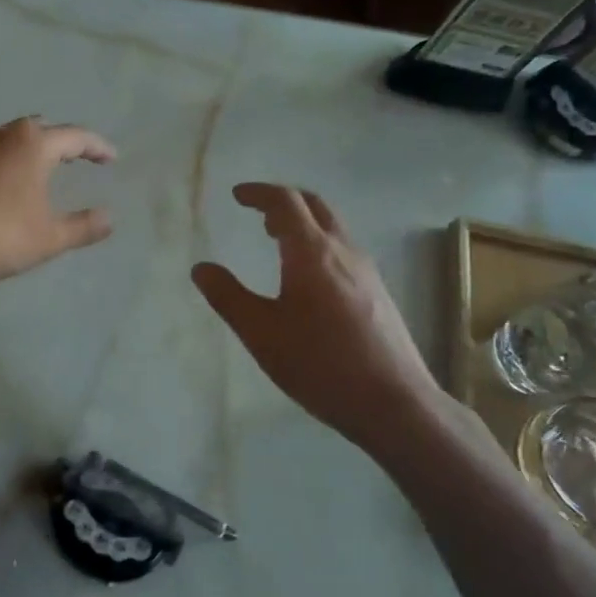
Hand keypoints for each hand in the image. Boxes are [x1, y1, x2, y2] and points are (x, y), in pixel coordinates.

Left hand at [0, 118, 116, 290]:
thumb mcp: (47, 239)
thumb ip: (82, 226)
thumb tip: (109, 217)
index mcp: (31, 144)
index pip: (75, 137)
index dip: (98, 148)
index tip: (112, 158)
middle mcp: (1, 136)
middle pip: (40, 130)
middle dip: (62, 143)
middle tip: (79, 160)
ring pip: (10, 141)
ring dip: (30, 153)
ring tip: (43, 173)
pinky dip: (5, 166)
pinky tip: (3, 190)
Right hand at [192, 184, 443, 455]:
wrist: (394, 403)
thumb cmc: (320, 364)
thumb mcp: (261, 333)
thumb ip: (228, 296)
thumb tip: (201, 268)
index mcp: (312, 253)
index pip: (286, 202)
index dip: (259, 193)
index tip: (237, 195)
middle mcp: (344, 252)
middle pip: (315, 206)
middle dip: (284, 200)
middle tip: (258, 211)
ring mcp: (367, 272)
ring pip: (333, 228)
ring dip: (303, 223)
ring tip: (277, 239)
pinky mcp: (378, 294)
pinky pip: (343, 250)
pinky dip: (318, 244)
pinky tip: (308, 277)